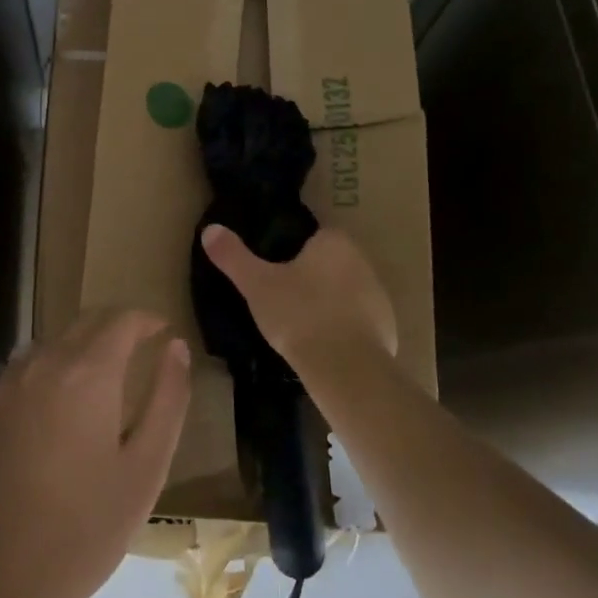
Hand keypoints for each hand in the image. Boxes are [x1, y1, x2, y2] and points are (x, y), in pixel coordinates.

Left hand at [0, 310, 190, 597]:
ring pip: (54, 342)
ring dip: (83, 345)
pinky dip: (53, 368)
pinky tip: (62, 407)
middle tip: (143, 349)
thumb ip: (167, 399)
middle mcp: (44, 364)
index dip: (147, 320)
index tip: (165, 332)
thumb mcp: (145, 468)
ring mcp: (9, 385)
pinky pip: (27, 367)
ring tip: (105, 379)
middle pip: (86, 322)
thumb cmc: (86, 528)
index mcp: (87, 373)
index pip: (122, 320)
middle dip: (118, 327)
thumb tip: (176, 348)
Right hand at [200, 225, 398, 373]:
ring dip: (329, 303)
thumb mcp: (257, 284)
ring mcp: (379, 296)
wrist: (345, 368)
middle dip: (312, 277)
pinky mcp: (388, 328)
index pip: (314, 235)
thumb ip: (233, 256)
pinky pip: (359, 321)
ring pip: (346, 292)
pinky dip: (344, 329)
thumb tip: (210, 229)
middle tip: (284, 298)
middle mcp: (362, 261)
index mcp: (334, 242)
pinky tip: (324, 347)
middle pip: (331, 262)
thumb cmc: (299, 315)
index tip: (276, 270)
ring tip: (302, 326)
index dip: (294, 251)